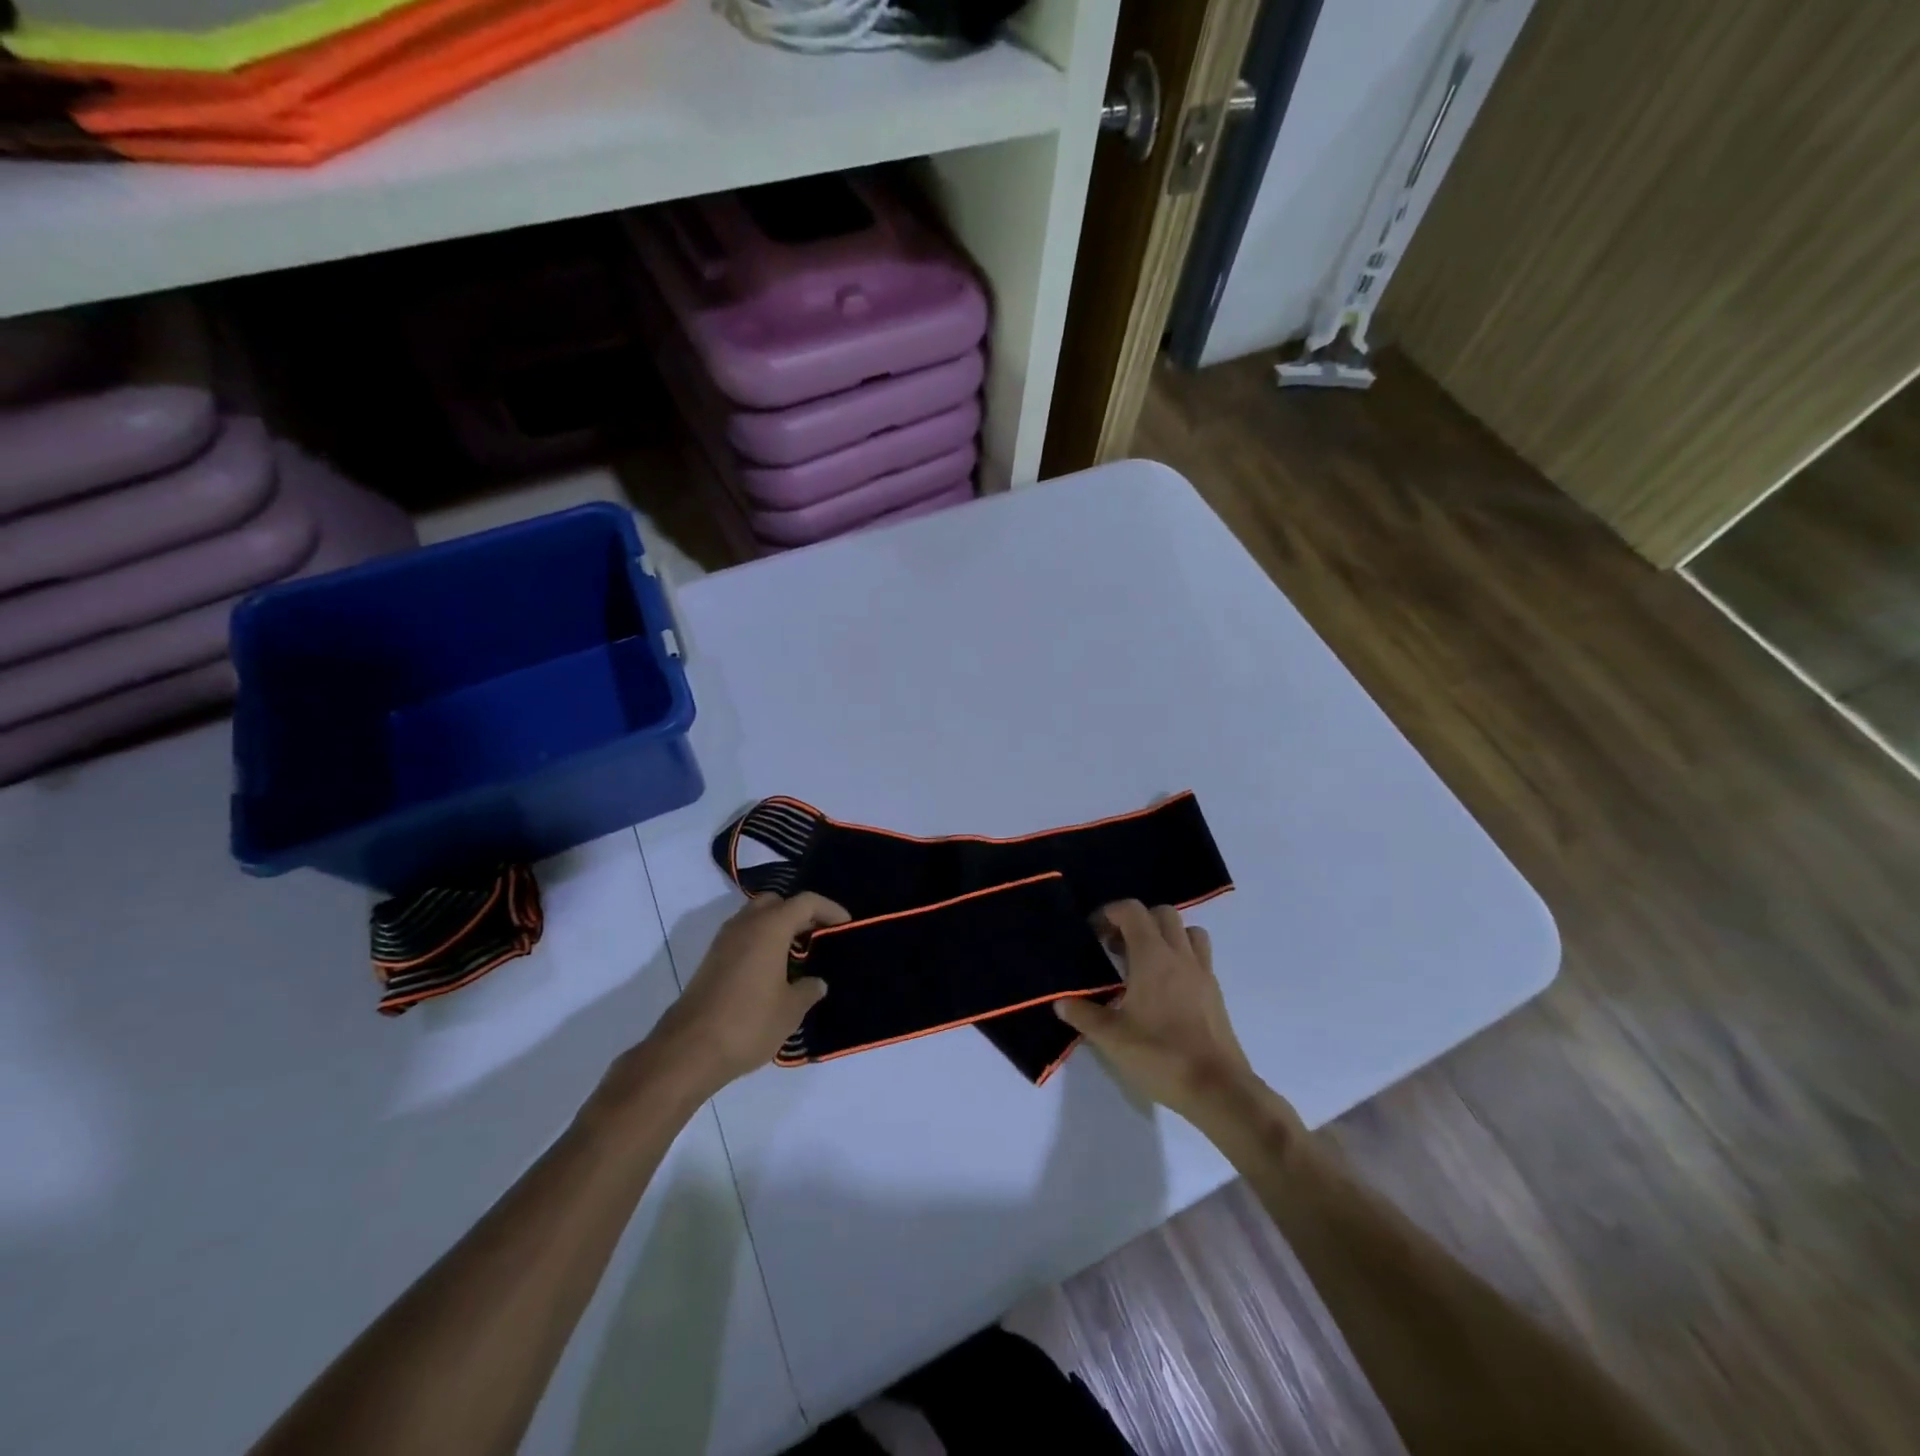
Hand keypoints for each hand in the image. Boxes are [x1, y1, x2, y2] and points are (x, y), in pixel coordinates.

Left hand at [609, 893, 846, 1108]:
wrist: (688, 1050)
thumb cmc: (748, 1023)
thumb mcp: (790, 1010)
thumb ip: (808, 990)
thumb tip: (817, 983)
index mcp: (770, 927)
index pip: (806, 902)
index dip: (830, 909)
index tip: (846, 925)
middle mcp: (745, 924)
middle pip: (777, 901)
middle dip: (800, 913)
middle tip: (819, 936)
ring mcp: (724, 941)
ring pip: (756, 917)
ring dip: (778, 927)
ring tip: (799, 955)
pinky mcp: (711, 960)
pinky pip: (743, 936)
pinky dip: (762, 941)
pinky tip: (773, 970)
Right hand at [1056, 900, 1262, 1125]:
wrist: (1218, 1089)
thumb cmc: (1160, 1055)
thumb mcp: (1111, 1038)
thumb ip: (1083, 1014)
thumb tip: (1060, 1001)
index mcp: (1153, 956)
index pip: (1133, 911)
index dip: (1110, 913)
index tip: (1094, 933)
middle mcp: (1180, 955)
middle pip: (1163, 913)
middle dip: (1137, 921)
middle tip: (1117, 948)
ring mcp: (1203, 973)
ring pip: (1188, 932)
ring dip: (1166, 935)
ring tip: (1145, 962)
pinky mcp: (1215, 993)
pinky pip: (1199, 957)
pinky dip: (1182, 958)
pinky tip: (1165, 988)